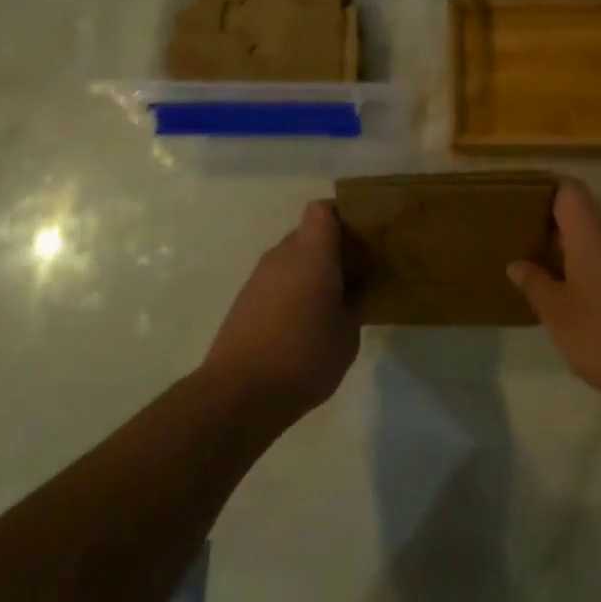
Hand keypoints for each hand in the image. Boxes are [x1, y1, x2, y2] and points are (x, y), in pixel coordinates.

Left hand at [205, 201, 359, 414]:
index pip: (323, 210)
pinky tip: (303, 323)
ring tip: (331, 303)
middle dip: (330, 248)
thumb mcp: (348, 334)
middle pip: (307, 234)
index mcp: (312, 254)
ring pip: (290, 259)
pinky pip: (275, 282)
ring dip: (309, 273)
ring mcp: (258, 278)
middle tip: (354, 274)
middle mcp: (281, 256)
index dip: (342, 216)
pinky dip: (291, 292)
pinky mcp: (244, 301)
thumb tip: (350, 292)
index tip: (360, 237)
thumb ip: (353, 304)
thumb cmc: (305, 356)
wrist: (240, 391)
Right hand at [508, 178, 600, 402]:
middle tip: (524, 248)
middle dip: (554, 228)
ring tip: (546, 275)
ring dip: (575, 251)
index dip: (544, 192)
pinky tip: (579, 297)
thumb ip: (535, 283)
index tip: (520, 208)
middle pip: (584, 213)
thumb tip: (517, 265)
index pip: (568, 190)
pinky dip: (595, 266)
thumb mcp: (557, 314)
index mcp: (594, 232)